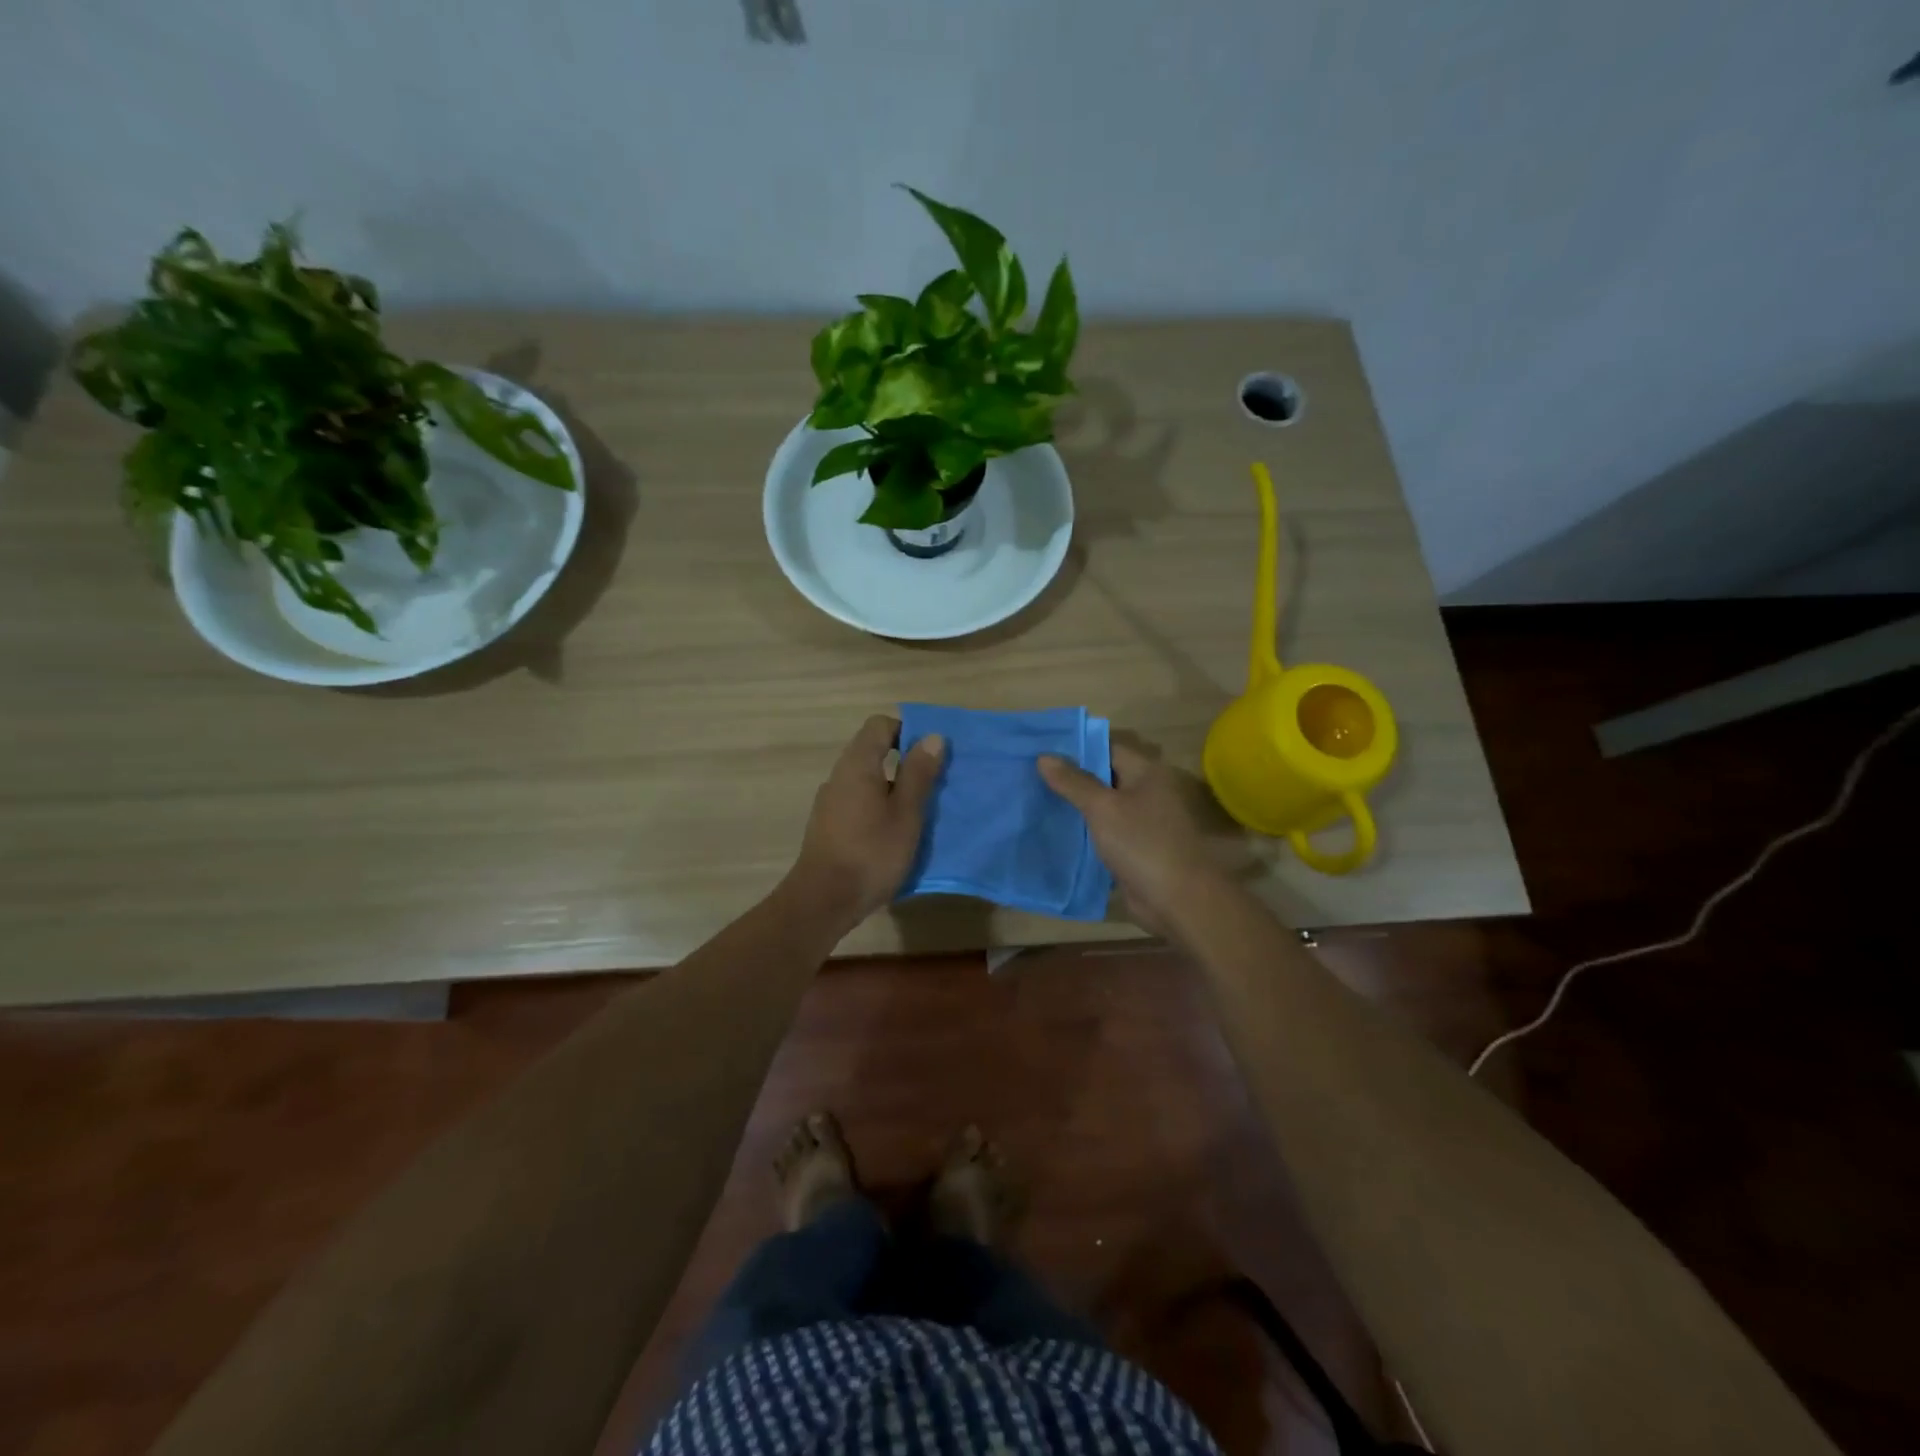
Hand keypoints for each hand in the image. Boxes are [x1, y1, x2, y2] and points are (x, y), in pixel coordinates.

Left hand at [789, 715, 945, 925]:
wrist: (823, 901)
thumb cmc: (871, 853)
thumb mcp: (906, 813)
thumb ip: (918, 774)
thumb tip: (931, 737)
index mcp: (857, 765)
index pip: (880, 725)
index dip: (907, 731)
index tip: (930, 754)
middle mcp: (839, 776)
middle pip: (872, 752)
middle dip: (904, 762)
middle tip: (932, 785)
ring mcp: (830, 801)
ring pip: (866, 780)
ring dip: (892, 788)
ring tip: (917, 812)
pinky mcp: (828, 825)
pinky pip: (857, 802)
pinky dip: (878, 807)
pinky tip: (893, 834)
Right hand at [1038, 742, 1214, 937]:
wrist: (1178, 900)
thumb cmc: (1142, 844)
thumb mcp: (1102, 808)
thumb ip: (1073, 782)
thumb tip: (1044, 756)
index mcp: (1148, 772)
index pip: (1108, 749)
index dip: (1076, 749)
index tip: (1042, 752)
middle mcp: (1148, 792)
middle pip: (1105, 778)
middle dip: (1072, 779)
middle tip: (1032, 777)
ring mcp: (1144, 822)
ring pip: (1104, 807)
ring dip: (1077, 808)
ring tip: (1037, 801)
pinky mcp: (1137, 848)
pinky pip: (1107, 833)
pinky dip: (1086, 832)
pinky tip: (1057, 832)